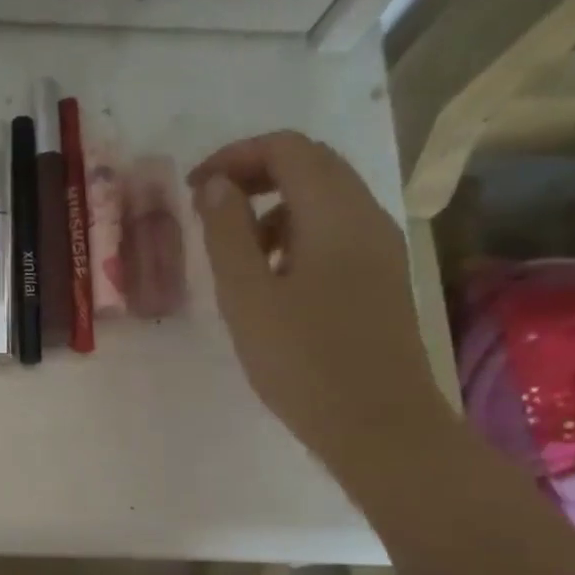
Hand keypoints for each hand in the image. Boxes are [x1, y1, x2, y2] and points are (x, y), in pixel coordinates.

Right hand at [188, 131, 450, 477]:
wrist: (377, 425)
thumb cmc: (303, 361)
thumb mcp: (246, 296)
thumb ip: (227, 234)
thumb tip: (217, 186)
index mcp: (335, 213)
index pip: (287, 149)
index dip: (235, 156)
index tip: (194, 189)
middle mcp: (366, 217)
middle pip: (312, 165)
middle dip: (255, 174)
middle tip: (209, 210)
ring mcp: (379, 248)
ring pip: (324, 198)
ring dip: (274, 206)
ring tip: (235, 250)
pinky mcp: (380, 278)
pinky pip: (335, 232)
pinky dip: (296, 233)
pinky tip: (272, 279)